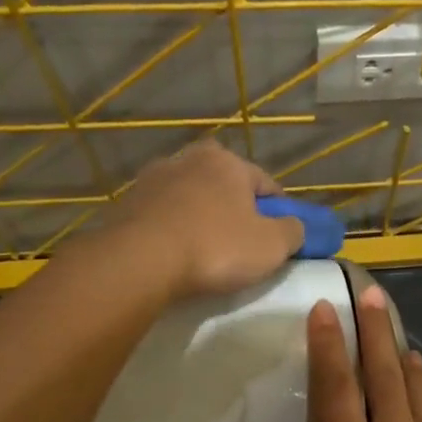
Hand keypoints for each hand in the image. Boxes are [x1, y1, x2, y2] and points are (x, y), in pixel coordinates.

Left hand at [107, 140, 303, 300]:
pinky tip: (176, 256)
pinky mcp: (126, 204)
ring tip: (206, 254)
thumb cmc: (215, 247)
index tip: (280, 237)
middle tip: (242, 245)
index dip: (279, 212)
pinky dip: (173, 231)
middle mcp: (188, 159)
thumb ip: (294, 231)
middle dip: (236, 211)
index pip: (265, 184)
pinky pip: (163, 217)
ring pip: (191, 200)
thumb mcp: (272, 245)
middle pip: (225, 187)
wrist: (139, 262)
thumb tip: (295, 227)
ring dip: (201, 219)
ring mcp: (152, 179)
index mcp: (227, 161)